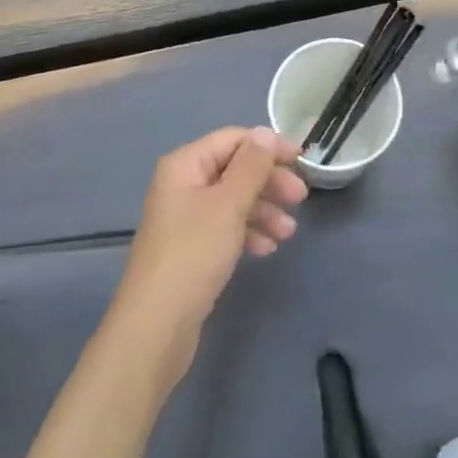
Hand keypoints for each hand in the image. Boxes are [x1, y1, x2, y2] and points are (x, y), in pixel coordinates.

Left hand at [108, 126, 307, 383]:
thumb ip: (251, 166)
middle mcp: (182, 184)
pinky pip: (225, 226)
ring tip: (288, 233)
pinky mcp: (191, 247)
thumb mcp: (228, 204)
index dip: (268, 146)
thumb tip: (265, 131)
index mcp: (185, 165)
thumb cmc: (194, 254)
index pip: (233, 139)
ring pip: (233, 200)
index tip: (301, 160)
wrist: (156, 326)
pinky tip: (267, 248)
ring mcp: (185, 217)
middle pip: (234, 169)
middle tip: (300, 198)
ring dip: (263, 210)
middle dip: (268, 181)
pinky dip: (248, 231)